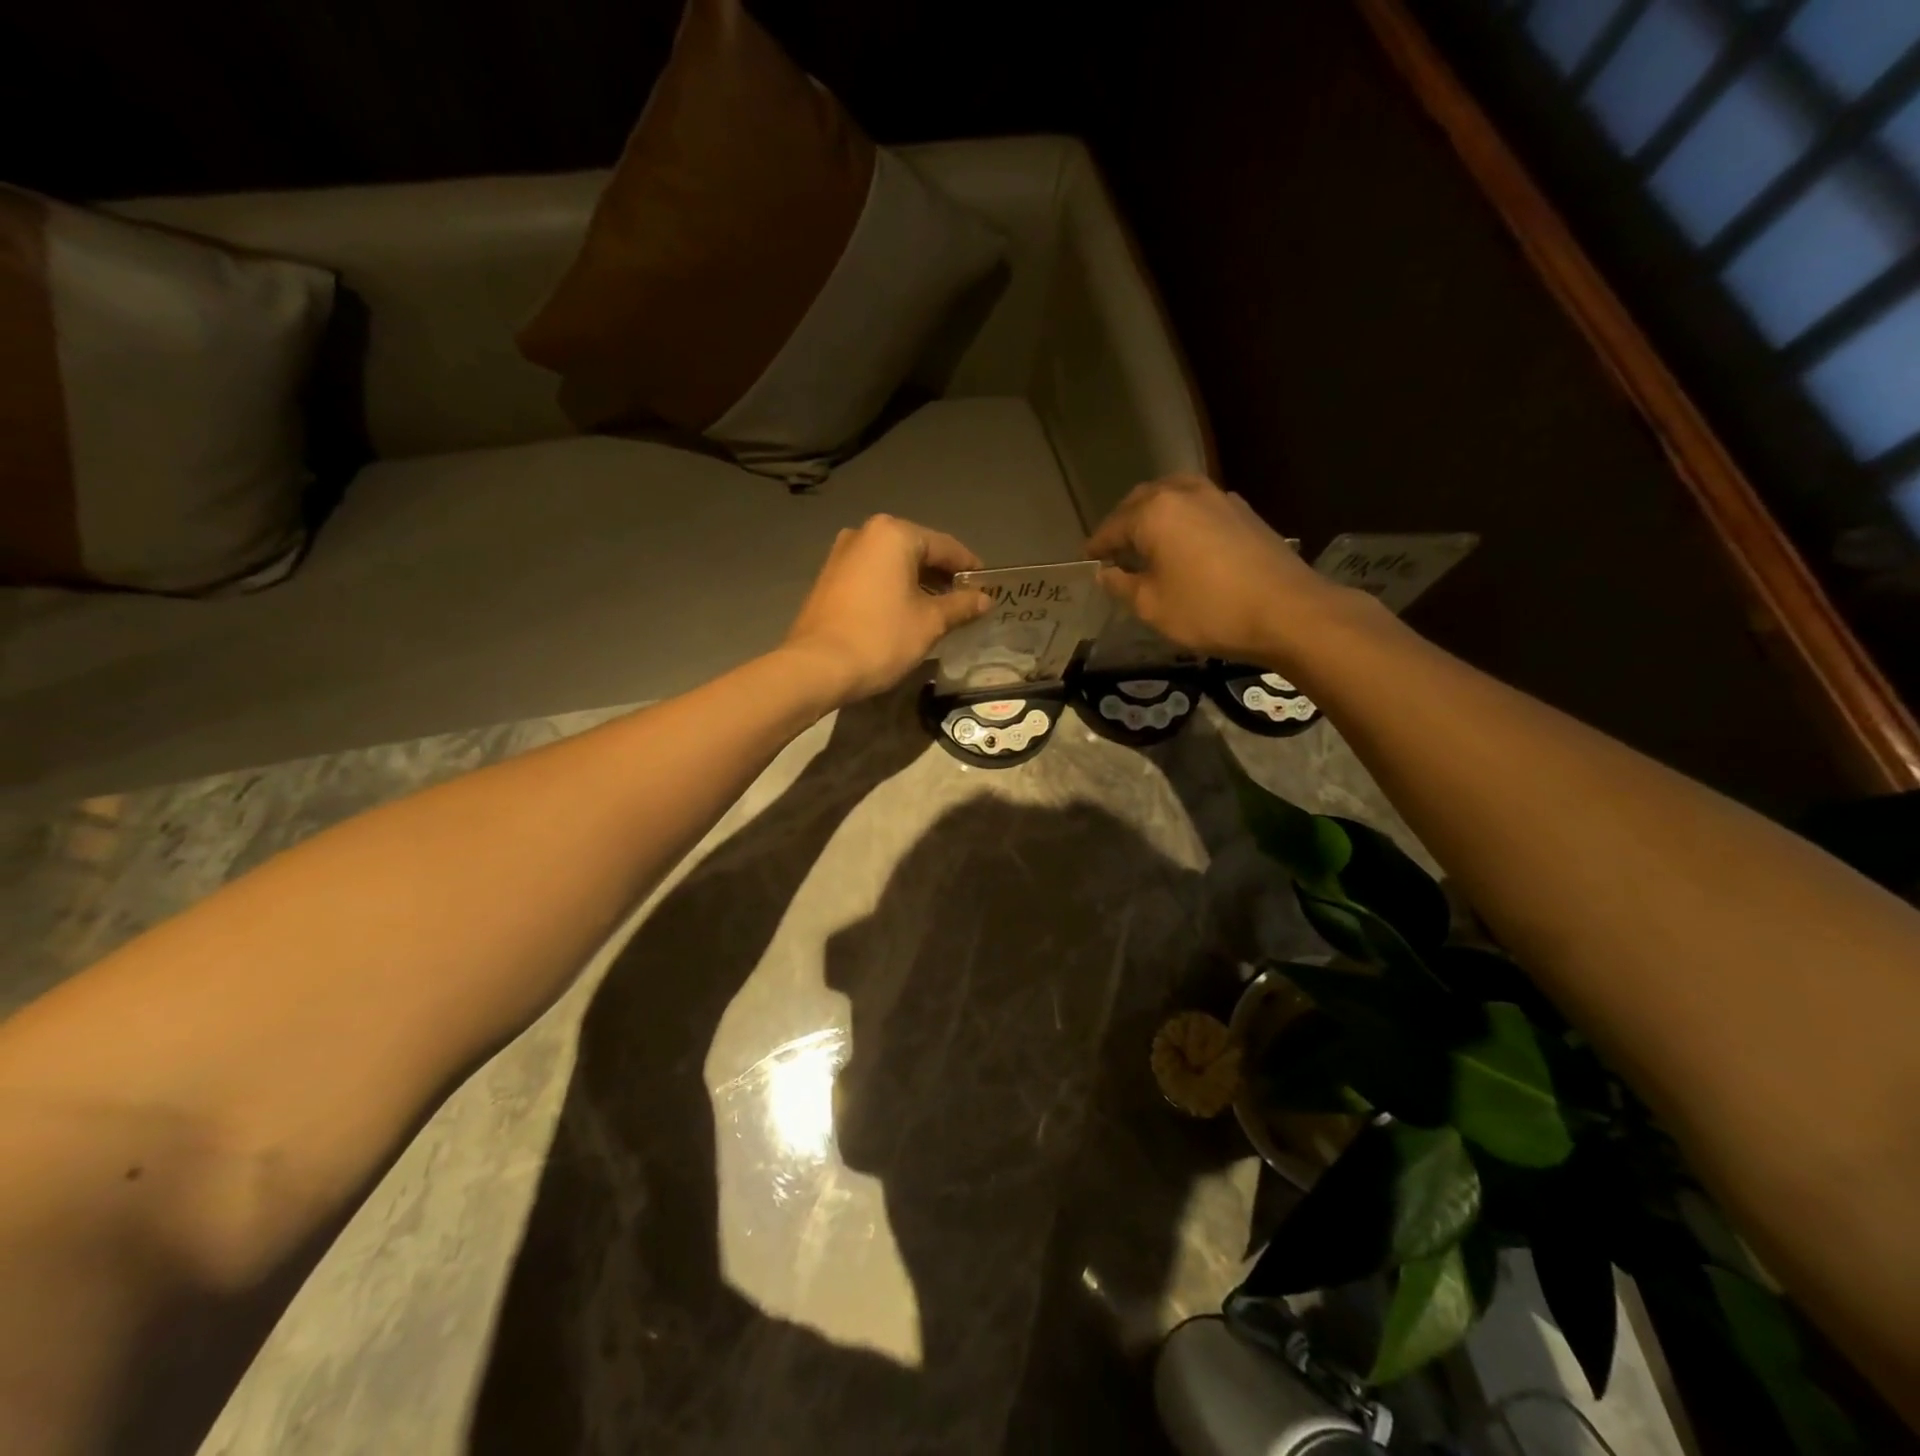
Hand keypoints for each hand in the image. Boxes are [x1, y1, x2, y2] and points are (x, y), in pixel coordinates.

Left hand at [782, 515, 991, 702]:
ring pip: (893, 564)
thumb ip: (960, 606)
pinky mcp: (829, 577)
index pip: (946, 546)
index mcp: (894, 534)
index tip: (987, 587)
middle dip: (942, 576)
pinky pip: (873, 576)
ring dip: (918, 583)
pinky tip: (906, 612)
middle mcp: (865, 533)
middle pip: (917, 551)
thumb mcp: (930, 623)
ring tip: (939, 611)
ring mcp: (842, 554)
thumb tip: (984, 599)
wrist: (818, 667)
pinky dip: (893, 588)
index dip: (970, 568)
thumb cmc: (881, 638)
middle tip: (965, 602)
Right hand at [1086, 474, 1349, 667]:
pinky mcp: (1244, 512)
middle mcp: (1184, 493)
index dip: (1097, 546)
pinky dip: (1182, 520)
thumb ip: (1122, 585)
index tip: (1088, 560)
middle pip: (1142, 501)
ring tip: (1147, 542)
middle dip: (1124, 522)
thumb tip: (1106, 573)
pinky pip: (1199, 507)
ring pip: (1174, 497)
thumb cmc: (1208, 610)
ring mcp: (1219, 498)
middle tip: (1114, 549)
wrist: (1288, 611)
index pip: (1113, 526)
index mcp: (1154, 512)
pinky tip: (1184, 544)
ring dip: (1154, 515)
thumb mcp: (1152, 606)